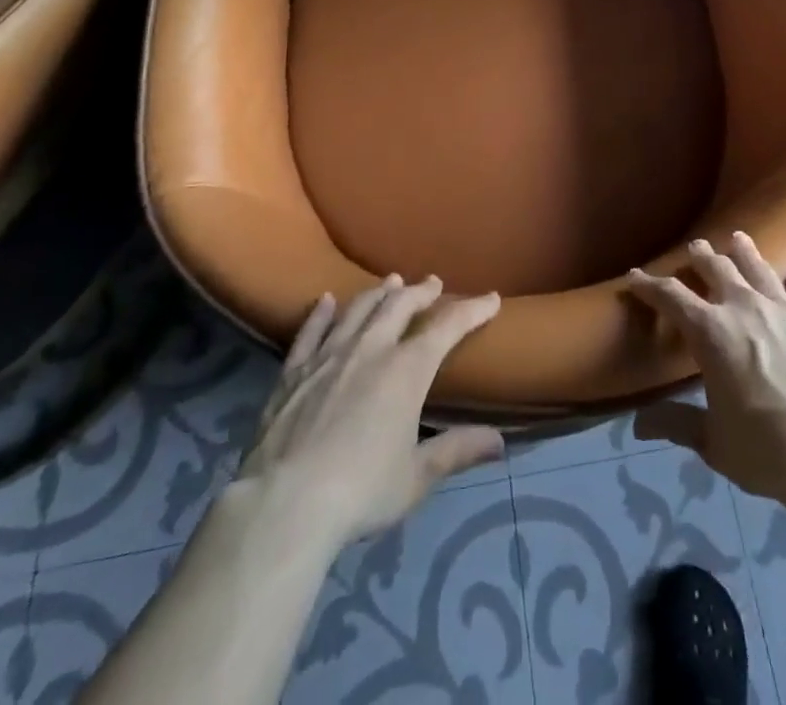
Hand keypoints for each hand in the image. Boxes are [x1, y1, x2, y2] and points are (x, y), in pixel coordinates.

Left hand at [237, 276, 503, 551]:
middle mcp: (371, 348)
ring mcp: (329, 355)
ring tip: (390, 282)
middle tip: (432, 283)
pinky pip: (310, 331)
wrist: (285, 504)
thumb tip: (500, 442)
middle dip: (421, 291)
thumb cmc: (361, 491)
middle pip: (400, 306)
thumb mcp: (417, 477)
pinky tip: (324, 300)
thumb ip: (457, 451)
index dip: (472, 309)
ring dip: (379, 293)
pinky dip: (320, 313)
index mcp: (407, 370)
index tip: (490, 299)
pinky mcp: (294, 371)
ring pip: (359, 309)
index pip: (448, 327)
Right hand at [627, 234, 785, 525]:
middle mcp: (744, 308)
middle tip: (694, 247)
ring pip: (758, 269)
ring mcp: (784, 311)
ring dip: (744, 252)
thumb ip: (676, 424)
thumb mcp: (713, 442)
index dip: (648, 284)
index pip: (671, 296)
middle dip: (701, 256)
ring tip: (737, 238)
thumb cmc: (766, 451)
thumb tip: (638, 425)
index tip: (634, 275)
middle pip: (717, 268)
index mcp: (711, 332)